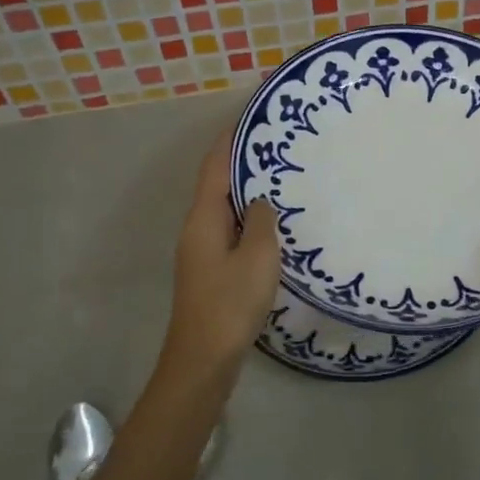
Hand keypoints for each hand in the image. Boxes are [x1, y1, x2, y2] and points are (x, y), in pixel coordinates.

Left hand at [161, 130, 279, 371]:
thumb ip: (262, 221)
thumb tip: (261, 202)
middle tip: (278, 148)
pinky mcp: (211, 273)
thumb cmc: (230, 303)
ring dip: (249, 194)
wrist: (203, 361)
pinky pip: (232, 233)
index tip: (251, 118)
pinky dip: (250, 221)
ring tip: (282, 180)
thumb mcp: (258, 257)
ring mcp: (202, 253)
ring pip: (226, 211)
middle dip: (243, 164)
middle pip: (218, 186)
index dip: (229, 141)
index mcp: (203, 219)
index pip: (214, 167)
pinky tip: (274, 226)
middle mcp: (197, 230)